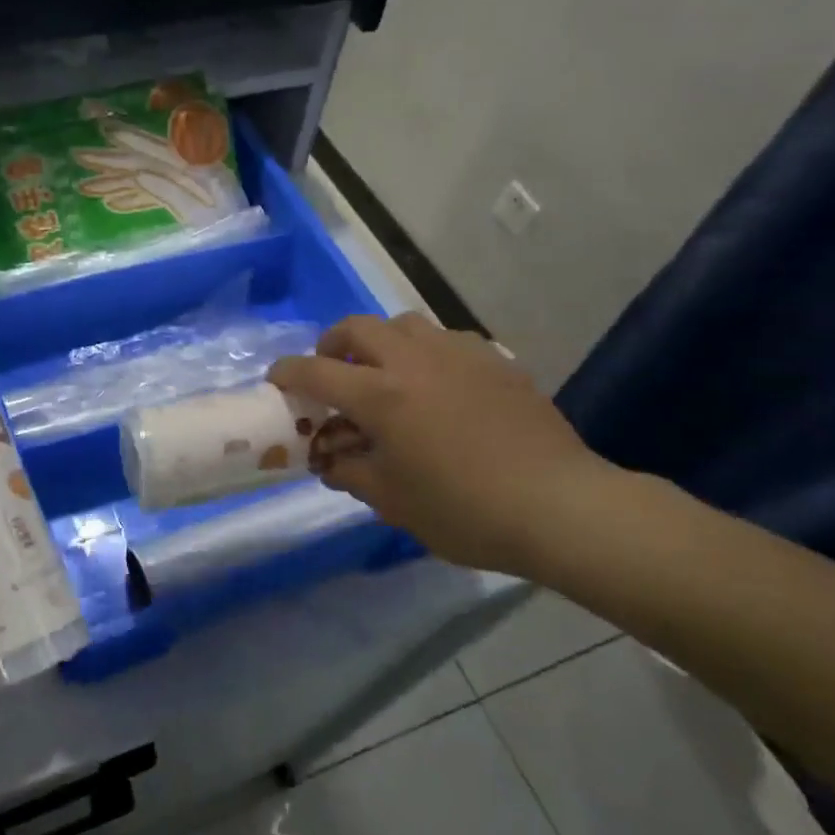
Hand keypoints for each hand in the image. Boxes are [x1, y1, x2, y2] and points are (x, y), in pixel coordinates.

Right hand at [269, 314, 612, 576]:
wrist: (558, 505)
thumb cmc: (464, 511)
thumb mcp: (392, 502)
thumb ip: (351, 472)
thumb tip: (330, 459)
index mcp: (381, 396)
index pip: (317, 371)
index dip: (288, 373)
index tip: (276, 380)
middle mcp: (414, 361)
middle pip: (357, 327)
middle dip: (332, 344)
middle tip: (332, 372)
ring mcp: (459, 354)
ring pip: (404, 323)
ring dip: (380, 340)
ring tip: (384, 374)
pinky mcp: (495, 360)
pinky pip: (446, 339)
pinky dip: (425, 352)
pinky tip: (437, 385)